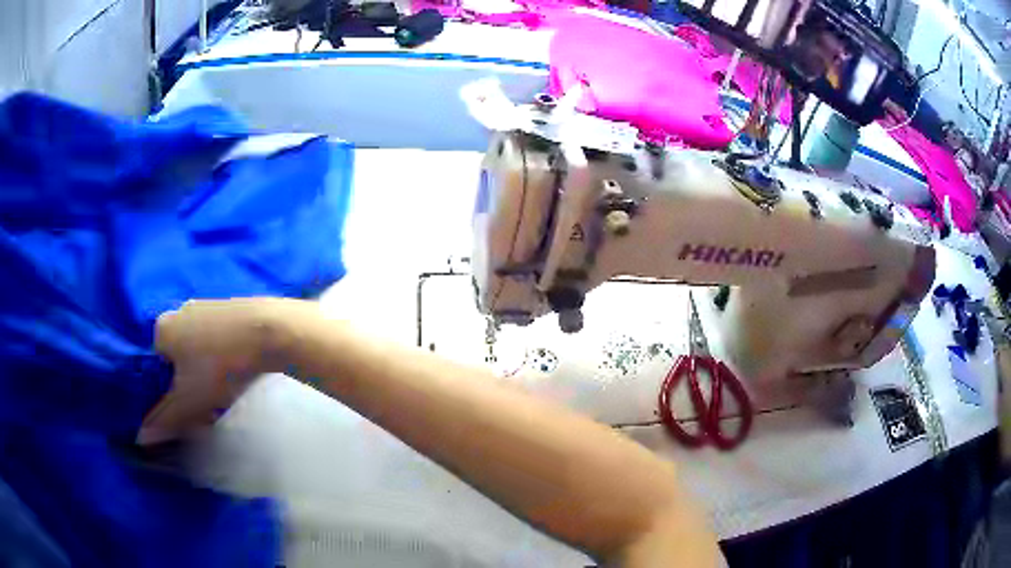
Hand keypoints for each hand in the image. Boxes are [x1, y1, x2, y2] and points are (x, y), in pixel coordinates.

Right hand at [138, 298, 294, 443]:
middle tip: (204, 410)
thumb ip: (164, 419)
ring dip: (204, 379)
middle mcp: (178, 312)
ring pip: (195, 353)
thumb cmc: (220, 366)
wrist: (271, 332)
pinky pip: (215, 343)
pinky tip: (234, 377)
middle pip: (174, 360)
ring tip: (221, 397)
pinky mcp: (229, 310)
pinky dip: (219, 363)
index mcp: (161, 328)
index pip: (151, 367)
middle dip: (186, 389)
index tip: (181, 413)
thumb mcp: (188, 401)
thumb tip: (141, 436)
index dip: (163, 395)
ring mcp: (204, 307)